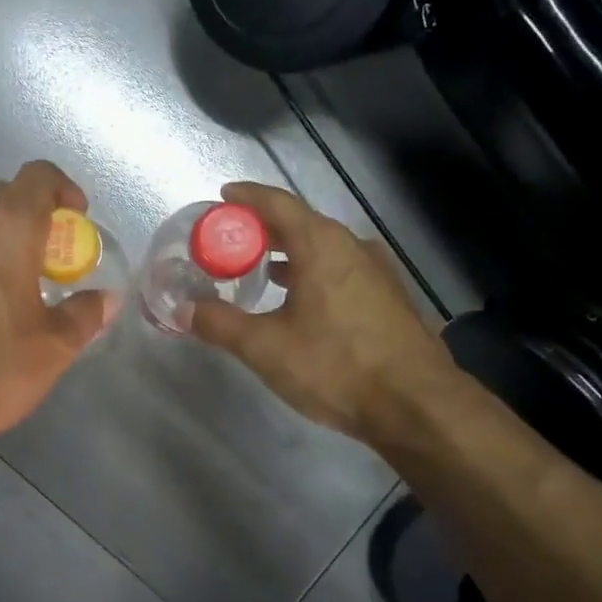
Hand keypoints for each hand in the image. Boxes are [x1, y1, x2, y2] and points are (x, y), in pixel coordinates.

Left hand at [0, 161, 117, 468]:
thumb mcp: (55, 347)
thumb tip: (105, 299)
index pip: (38, 175)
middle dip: (31, 215)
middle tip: (46, 257)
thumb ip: (85, 313)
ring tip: (8, 280)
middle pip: (2, 195)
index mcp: (6, 229)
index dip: (63, 188)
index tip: (77, 219)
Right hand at [190, 182, 455, 442]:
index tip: (222, 196)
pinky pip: (341, 269)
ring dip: (290, 252)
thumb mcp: (266, 348)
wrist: (416, 405)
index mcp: (321, 245)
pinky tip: (300, 301)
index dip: (247, 197)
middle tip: (231, 240)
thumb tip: (184, 311)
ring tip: (261, 270)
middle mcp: (352, 246)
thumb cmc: (336, 366)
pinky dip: (312, 271)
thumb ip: (220, 324)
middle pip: (301, 222)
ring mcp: (376, 270)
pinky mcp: (388, 296)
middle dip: (264, 228)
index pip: (278, 203)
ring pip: (323, 247)